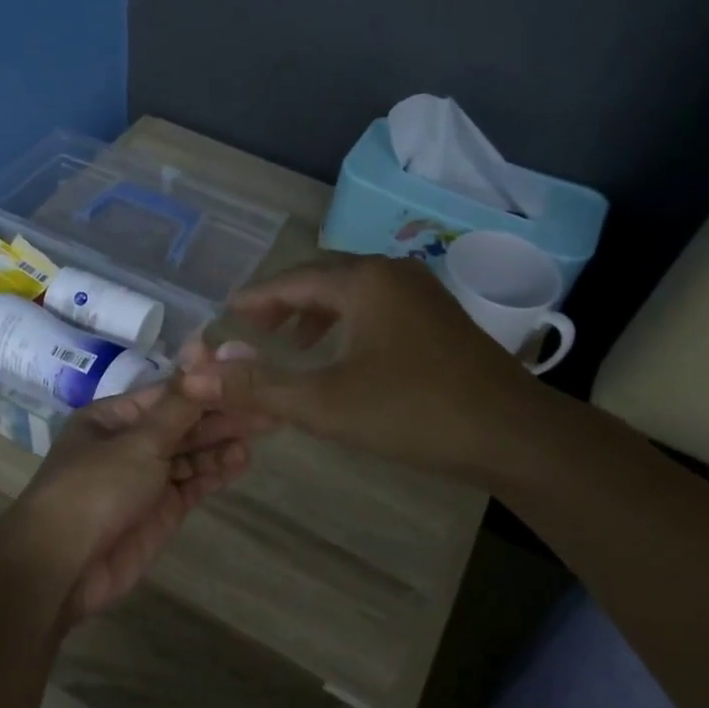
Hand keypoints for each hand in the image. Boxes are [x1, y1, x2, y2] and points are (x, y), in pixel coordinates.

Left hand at [15, 385, 253, 619]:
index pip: (168, 394)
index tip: (246, 375)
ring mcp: (145, 479)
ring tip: (262, 430)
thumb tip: (202, 347)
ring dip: (222, 443)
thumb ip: (179, 404)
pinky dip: (215, 472)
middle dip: (221, 415)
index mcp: (112, 418)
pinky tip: (241, 460)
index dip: (207, 386)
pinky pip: (192, 484)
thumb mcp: (139, 440)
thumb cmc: (95, 488)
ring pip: (190, 454)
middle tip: (267, 405)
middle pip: (182, 423)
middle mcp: (128, 443)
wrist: (63, 566)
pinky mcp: (160, 511)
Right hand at [176, 255, 557, 484]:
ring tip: (289, 345)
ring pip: (352, 292)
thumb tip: (196, 375)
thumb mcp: (324, 402)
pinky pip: (377, 307)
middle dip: (283, 302)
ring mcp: (421, 292)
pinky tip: (341, 356)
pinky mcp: (439, 317)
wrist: (512, 434)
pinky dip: (346, 323)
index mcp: (363, 281)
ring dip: (315, 314)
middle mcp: (392, 272)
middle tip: (251, 329)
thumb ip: (257, 386)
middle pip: (322, 278)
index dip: (254, 298)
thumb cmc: (412, 412)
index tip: (225, 314)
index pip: (292, 279)